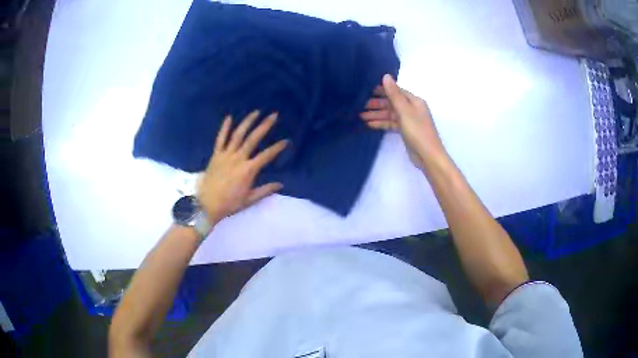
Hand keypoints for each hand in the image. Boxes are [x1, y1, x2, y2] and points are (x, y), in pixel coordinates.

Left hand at [197, 110, 287, 222]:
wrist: (206, 205)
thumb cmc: (229, 204)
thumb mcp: (249, 200)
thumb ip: (265, 190)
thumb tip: (280, 184)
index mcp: (248, 170)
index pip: (266, 155)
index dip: (277, 147)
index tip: (286, 141)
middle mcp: (238, 158)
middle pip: (253, 139)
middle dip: (264, 126)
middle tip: (274, 115)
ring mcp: (226, 155)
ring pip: (237, 135)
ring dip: (247, 122)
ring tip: (256, 112)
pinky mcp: (216, 155)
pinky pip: (220, 139)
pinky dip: (224, 128)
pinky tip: (229, 117)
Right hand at [360, 74, 445, 169]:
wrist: (427, 156)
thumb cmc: (418, 131)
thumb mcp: (405, 111)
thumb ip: (394, 94)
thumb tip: (386, 76)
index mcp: (414, 101)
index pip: (396, 91)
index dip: (383, 90)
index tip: (367, 90)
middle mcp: (412, 109)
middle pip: (392, 103)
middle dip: (377, 104)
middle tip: (360, 105)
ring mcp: (408, 121)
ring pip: (390, 114)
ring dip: (377, 114)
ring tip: (361, 116)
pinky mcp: (405, 131)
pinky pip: (391, 124)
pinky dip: (381, 123)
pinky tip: (369, 124)